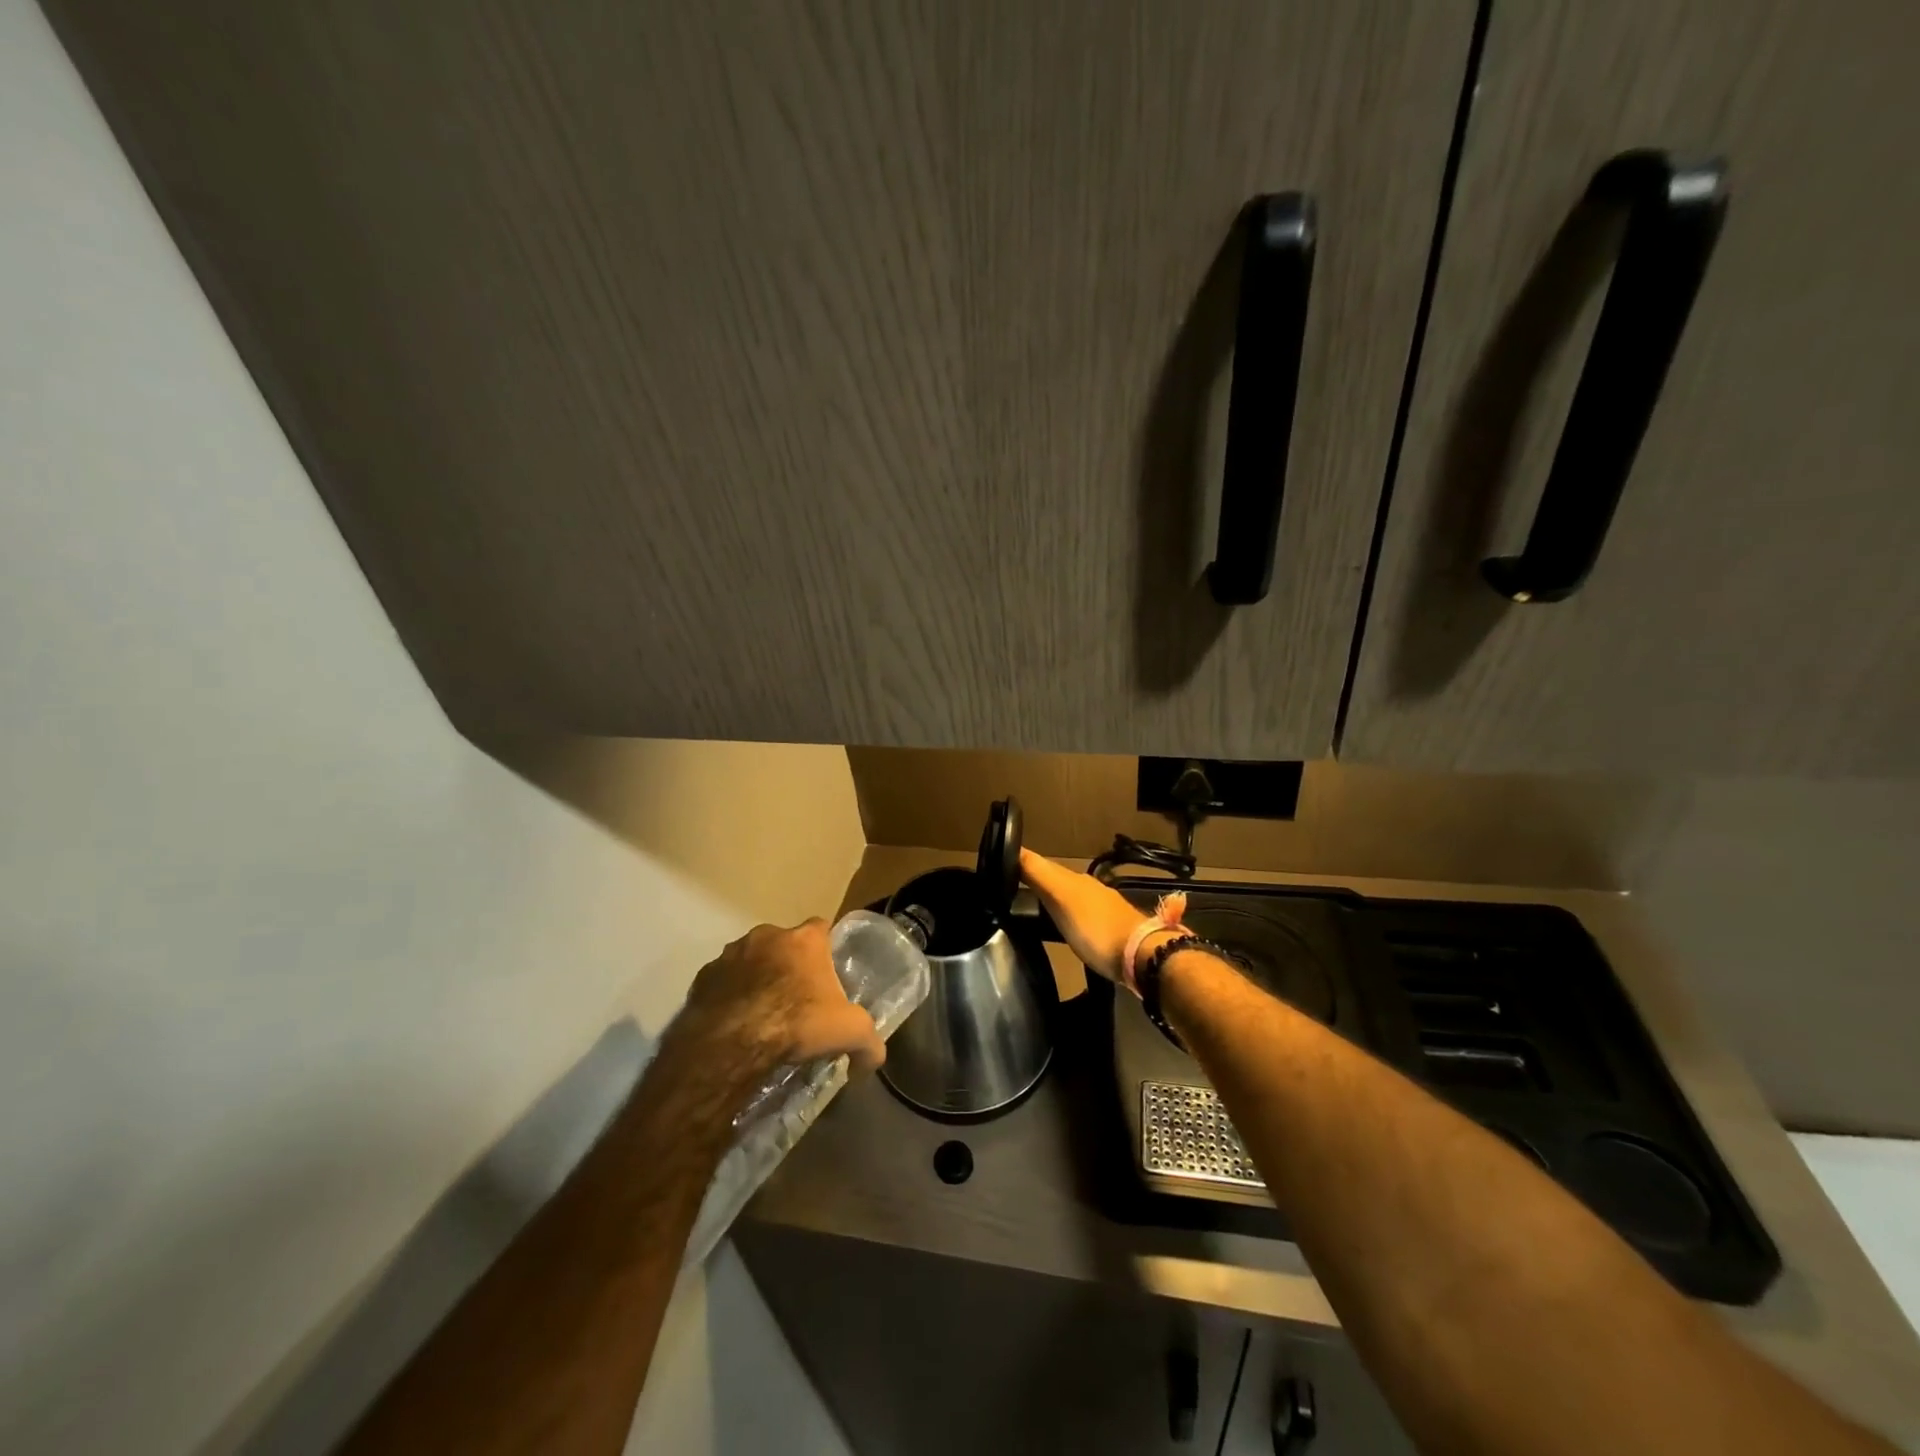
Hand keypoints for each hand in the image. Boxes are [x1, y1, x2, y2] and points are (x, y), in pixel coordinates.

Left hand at [672, 920, 884, 1086]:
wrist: (732, 1042)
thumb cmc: (797, 1023)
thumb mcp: (849, 1033)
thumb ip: (869, 1043)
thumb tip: (874, 1059)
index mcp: (805, 939)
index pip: (822, 928)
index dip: (825, 949)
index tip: (826, 973)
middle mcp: (767, 935)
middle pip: (784, 944)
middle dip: (789, 964)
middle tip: (796, 998)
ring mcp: (731, 953)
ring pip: (750, 960)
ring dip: (757, 978)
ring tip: (762, 1014)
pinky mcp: (703, 976)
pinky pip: (723, 981)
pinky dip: (730, 995)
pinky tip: (736, 1023)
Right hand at [1019, 849, 1169, 982]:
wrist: (1143, 957)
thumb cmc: (1096, 928)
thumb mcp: (1062, 898)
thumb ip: (1039, 874)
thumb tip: (1013, 848)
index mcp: (1074, 879)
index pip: (1041, 864)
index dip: (1021, 863)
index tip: (1000, 865)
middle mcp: (1088, 888)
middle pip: (1055, 880)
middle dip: (1035, 880)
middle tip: (1010, 888)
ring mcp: (1102, 909)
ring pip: (1068, 897)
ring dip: (1051, 899)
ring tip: (1031, 908)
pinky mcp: (1110, 930)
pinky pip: (1080, 916)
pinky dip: (1065, 916)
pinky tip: (1061, 927)